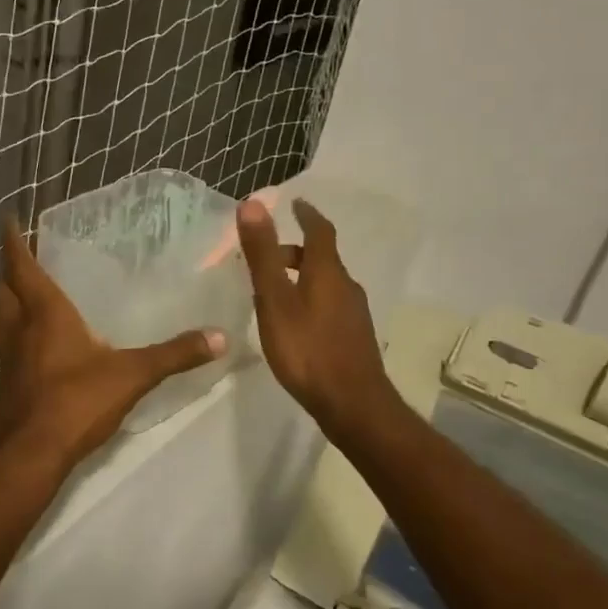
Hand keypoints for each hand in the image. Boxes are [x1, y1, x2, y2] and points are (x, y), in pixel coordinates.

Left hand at [0, 219, 224, 482]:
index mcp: (45, 313)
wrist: (30, 456)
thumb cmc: (76, 402)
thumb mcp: (133, 375)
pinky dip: (11, 336)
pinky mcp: (5, 385)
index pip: (21, 265)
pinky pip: (3, 348)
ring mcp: (7, 359)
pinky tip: (32, 348)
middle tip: (19, 260)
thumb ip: (175, 354)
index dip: (13, 241)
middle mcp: (19, 329)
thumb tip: (220, 336)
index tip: (9, 219)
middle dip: (4, 272)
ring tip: (20, 297)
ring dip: (3, 303)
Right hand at [237, 198, 396, 439]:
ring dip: (303, 277)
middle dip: (296, 251)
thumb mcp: (275, 300)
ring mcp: (354, 314)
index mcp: (328, 272)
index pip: (320, 230)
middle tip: (267, 256)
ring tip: (275, 290)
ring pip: (326, 283)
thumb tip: (253, 204)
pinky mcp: (354, 338)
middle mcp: (346, 287)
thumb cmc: (308, 349)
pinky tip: (295, 323)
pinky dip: (310, 299)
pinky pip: (330, 305)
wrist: (353, 405)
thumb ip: (263, 255)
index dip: (307, 214)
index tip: (295, 203)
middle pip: (322, 258)